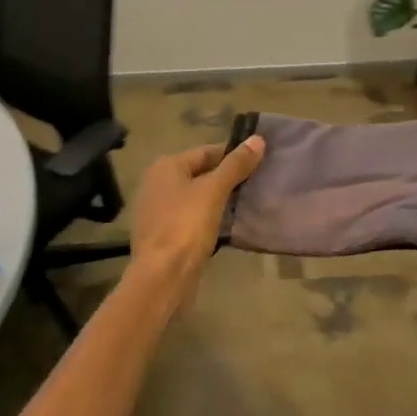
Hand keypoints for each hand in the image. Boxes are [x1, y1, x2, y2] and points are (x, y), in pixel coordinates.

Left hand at [128, 136, 266, 290]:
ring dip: (218, 200)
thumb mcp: (214, 191)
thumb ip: (235, 165)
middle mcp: (157, 183)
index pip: (207, 152)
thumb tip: (258, 139)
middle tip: (257, 185)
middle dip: (227, 179)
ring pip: (196, 197)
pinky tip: (227, 226)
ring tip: (247, 205)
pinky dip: (207, 218)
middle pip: (200, 173)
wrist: (162, 276)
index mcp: (166, 166)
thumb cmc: (186, 226)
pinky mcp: (162, 234)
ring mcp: (157, 210)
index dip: (234, 156)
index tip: (260, 163)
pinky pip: (190, 217)